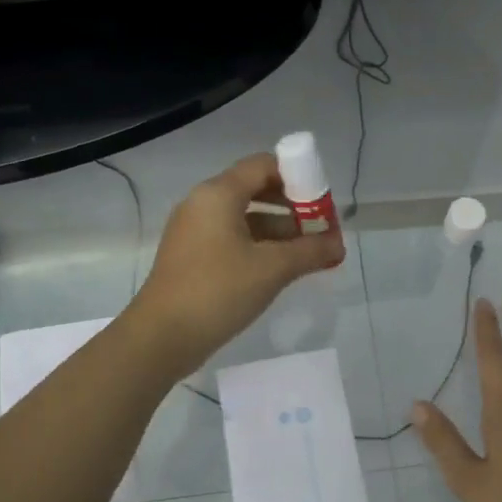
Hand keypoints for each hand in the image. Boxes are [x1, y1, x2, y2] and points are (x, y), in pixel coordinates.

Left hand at [130, 153, 344, 373]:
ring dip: (278, 231)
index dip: (298, 177)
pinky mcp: (192, 256)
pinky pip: (232, 239)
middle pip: (255, 189)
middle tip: (320, 229)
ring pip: (244, 218)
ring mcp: (194, 231)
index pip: (264, 165)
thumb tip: (339, 245)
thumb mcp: (272, 269)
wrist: (163, 336)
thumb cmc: (218, 291)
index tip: (322, 203)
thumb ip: (310, 251)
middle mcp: (203, 204)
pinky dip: (258, 247)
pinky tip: (280, 269)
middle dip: (292, 207)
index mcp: (218, 194)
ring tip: (309, 254)